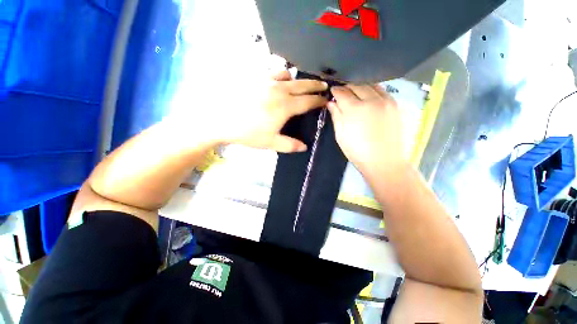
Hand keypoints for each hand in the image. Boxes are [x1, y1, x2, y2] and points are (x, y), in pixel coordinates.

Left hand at [186, 70, 327, 152]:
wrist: (221, 119)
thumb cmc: (248, 132)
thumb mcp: (271, 142)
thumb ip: (290, 145)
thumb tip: (305, 147)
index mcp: (285, 106)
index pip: (308, 101)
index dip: (319, 100)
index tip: (326, 100)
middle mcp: (279, 90)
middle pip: (302, 85)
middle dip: (315, 85)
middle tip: (324, 86)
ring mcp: (267, 81)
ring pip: (288, 75)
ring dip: (297, 80)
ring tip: (299, 85)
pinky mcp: (255, 78)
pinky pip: (273, 73)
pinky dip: (281, 76)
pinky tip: (278, 81)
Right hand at [328, 84, 405, 173]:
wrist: (385, 162)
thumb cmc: (358, 151)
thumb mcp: (341, 135)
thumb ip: (336, 116)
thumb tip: (331, 103)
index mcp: (355, 109)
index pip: (342, 93)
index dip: (335, 91)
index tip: (332, 91)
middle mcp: (372, 100)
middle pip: (357, 85)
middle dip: (347, 87)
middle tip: (343, 92)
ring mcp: (387, 101)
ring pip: (372, 85)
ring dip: (361, 87)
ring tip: (356, 93)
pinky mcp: (398, 105)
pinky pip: (384, 92)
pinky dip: (374, 91)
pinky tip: (371, 98)